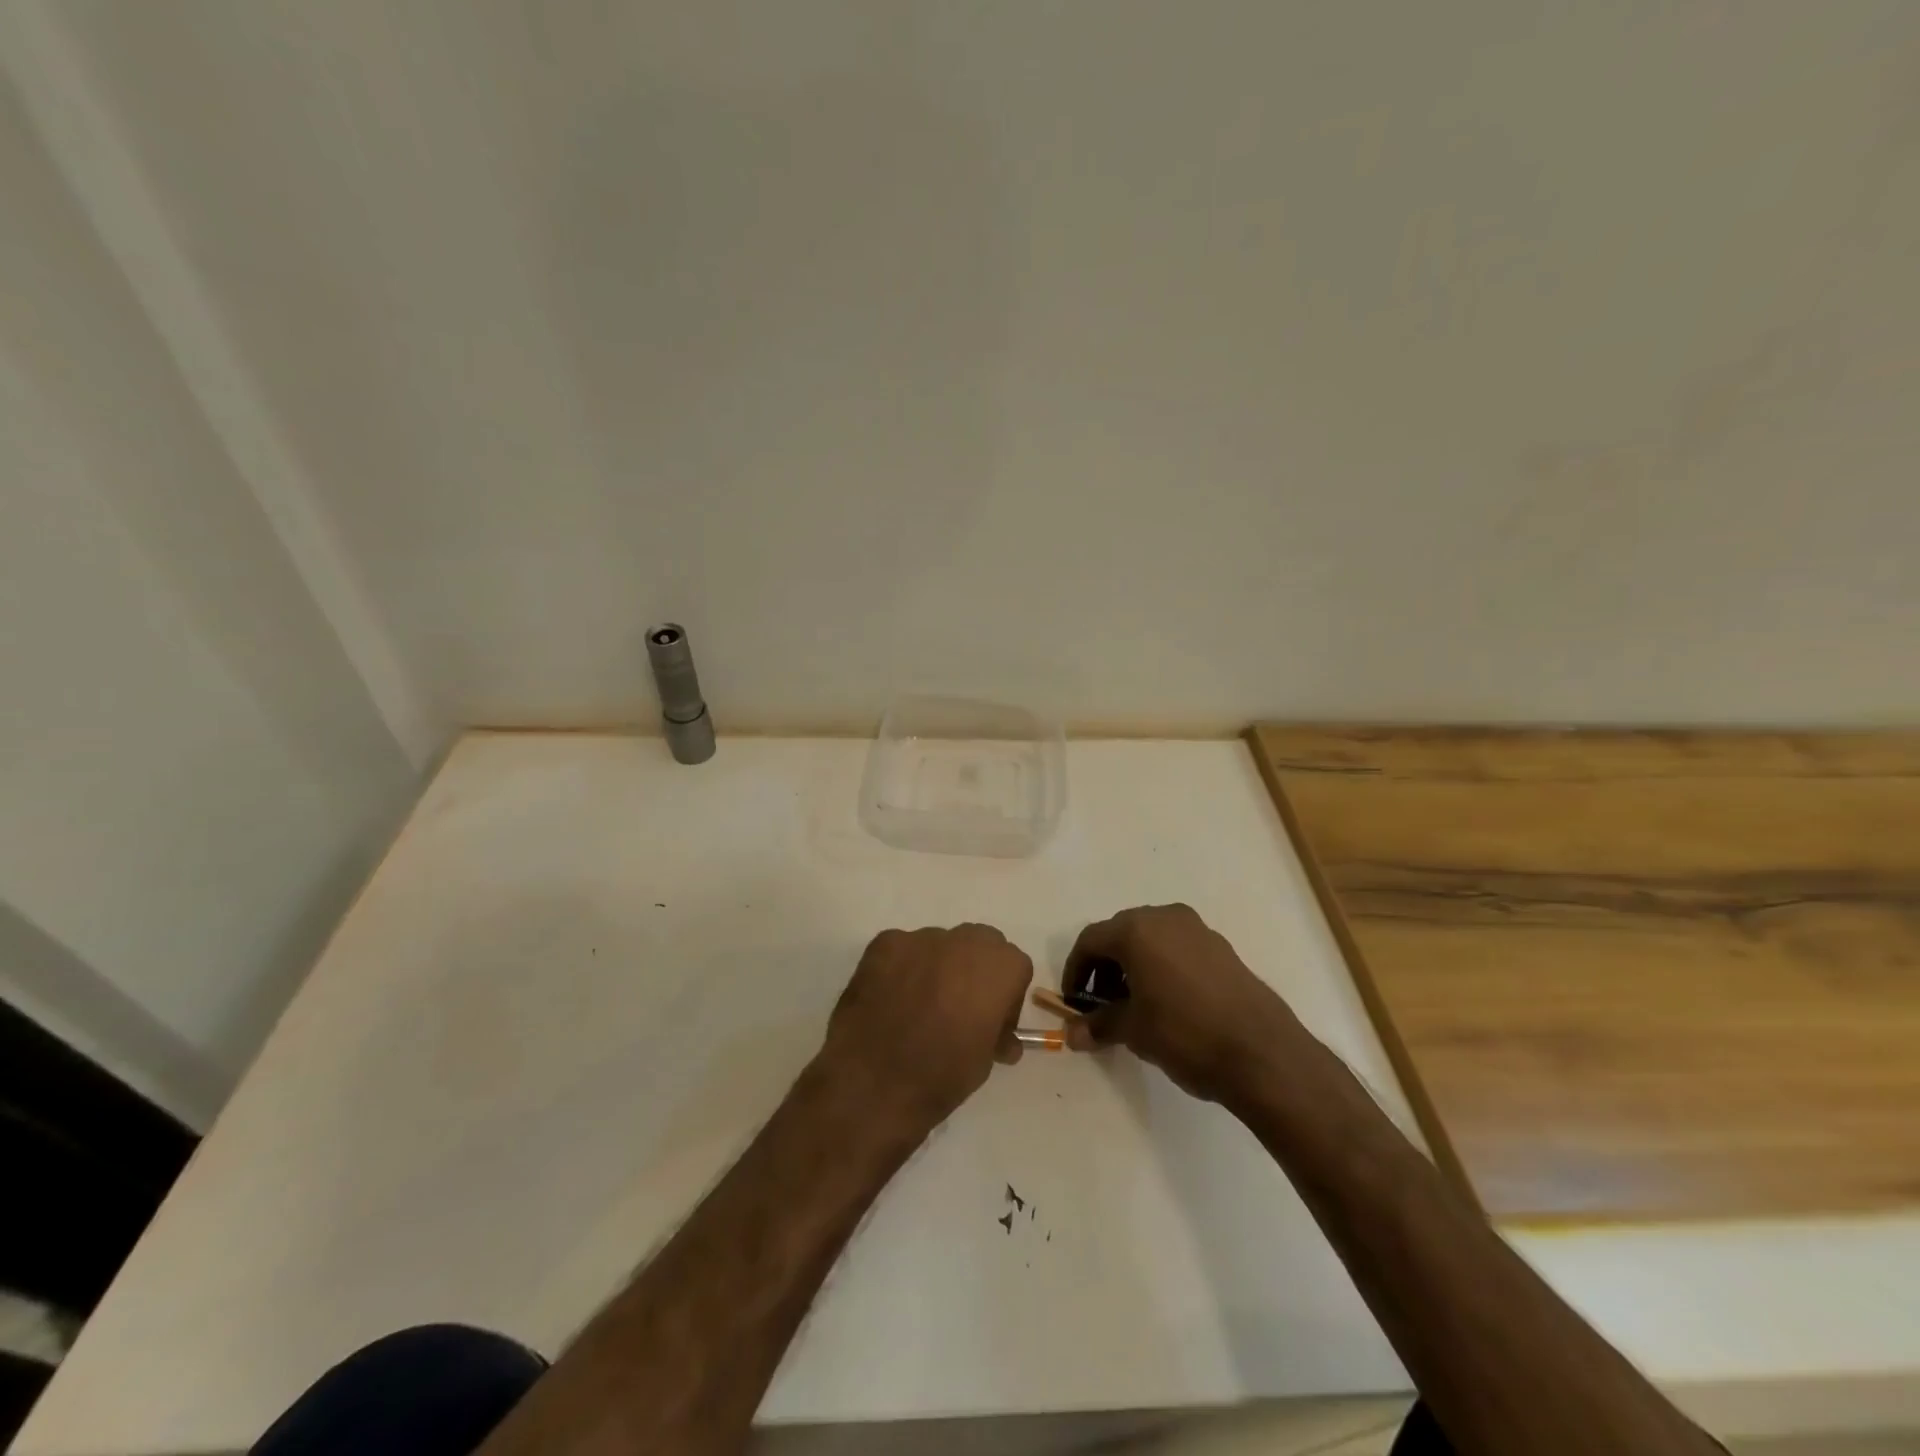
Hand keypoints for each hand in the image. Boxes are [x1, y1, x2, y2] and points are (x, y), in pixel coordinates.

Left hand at [821, 925, 1032, 1131]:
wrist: (873, 1080)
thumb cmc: (940, 1075)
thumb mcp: (985, 1062)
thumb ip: (996, 1035)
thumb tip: (1000, 1039)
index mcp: (999, 967)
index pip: (1014, 968)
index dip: (1006, 996)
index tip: (991, 1023)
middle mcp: (964, 941)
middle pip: (980, 944)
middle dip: (975, 970)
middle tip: (960, 1007)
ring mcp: (920, 938)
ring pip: (940, 945)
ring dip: (938, 967)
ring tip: (918, 1005)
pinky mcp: (884, 943)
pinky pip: (903, 951)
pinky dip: (902, 969)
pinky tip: (890, 1000)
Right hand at [1062, 903, 1302, 1103]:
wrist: (1263, 1054)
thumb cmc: (1185, 1034)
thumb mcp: (1134, 1031)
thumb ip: (1099, 1025)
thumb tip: (1073, 1034)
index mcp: (1136, 930)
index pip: (1090, 941)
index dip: (1075, 971)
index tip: (1072, 1002)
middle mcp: (1165, 917)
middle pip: (1120, 934)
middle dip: (1104, 967)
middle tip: (1101, 1004)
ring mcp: (1197, 929)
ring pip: (1151, 939)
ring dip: (1133, 966)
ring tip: (1134, 1005)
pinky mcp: (1221, 947)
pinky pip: (1177, 948)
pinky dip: (1161, 966)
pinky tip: (1168, 1002)